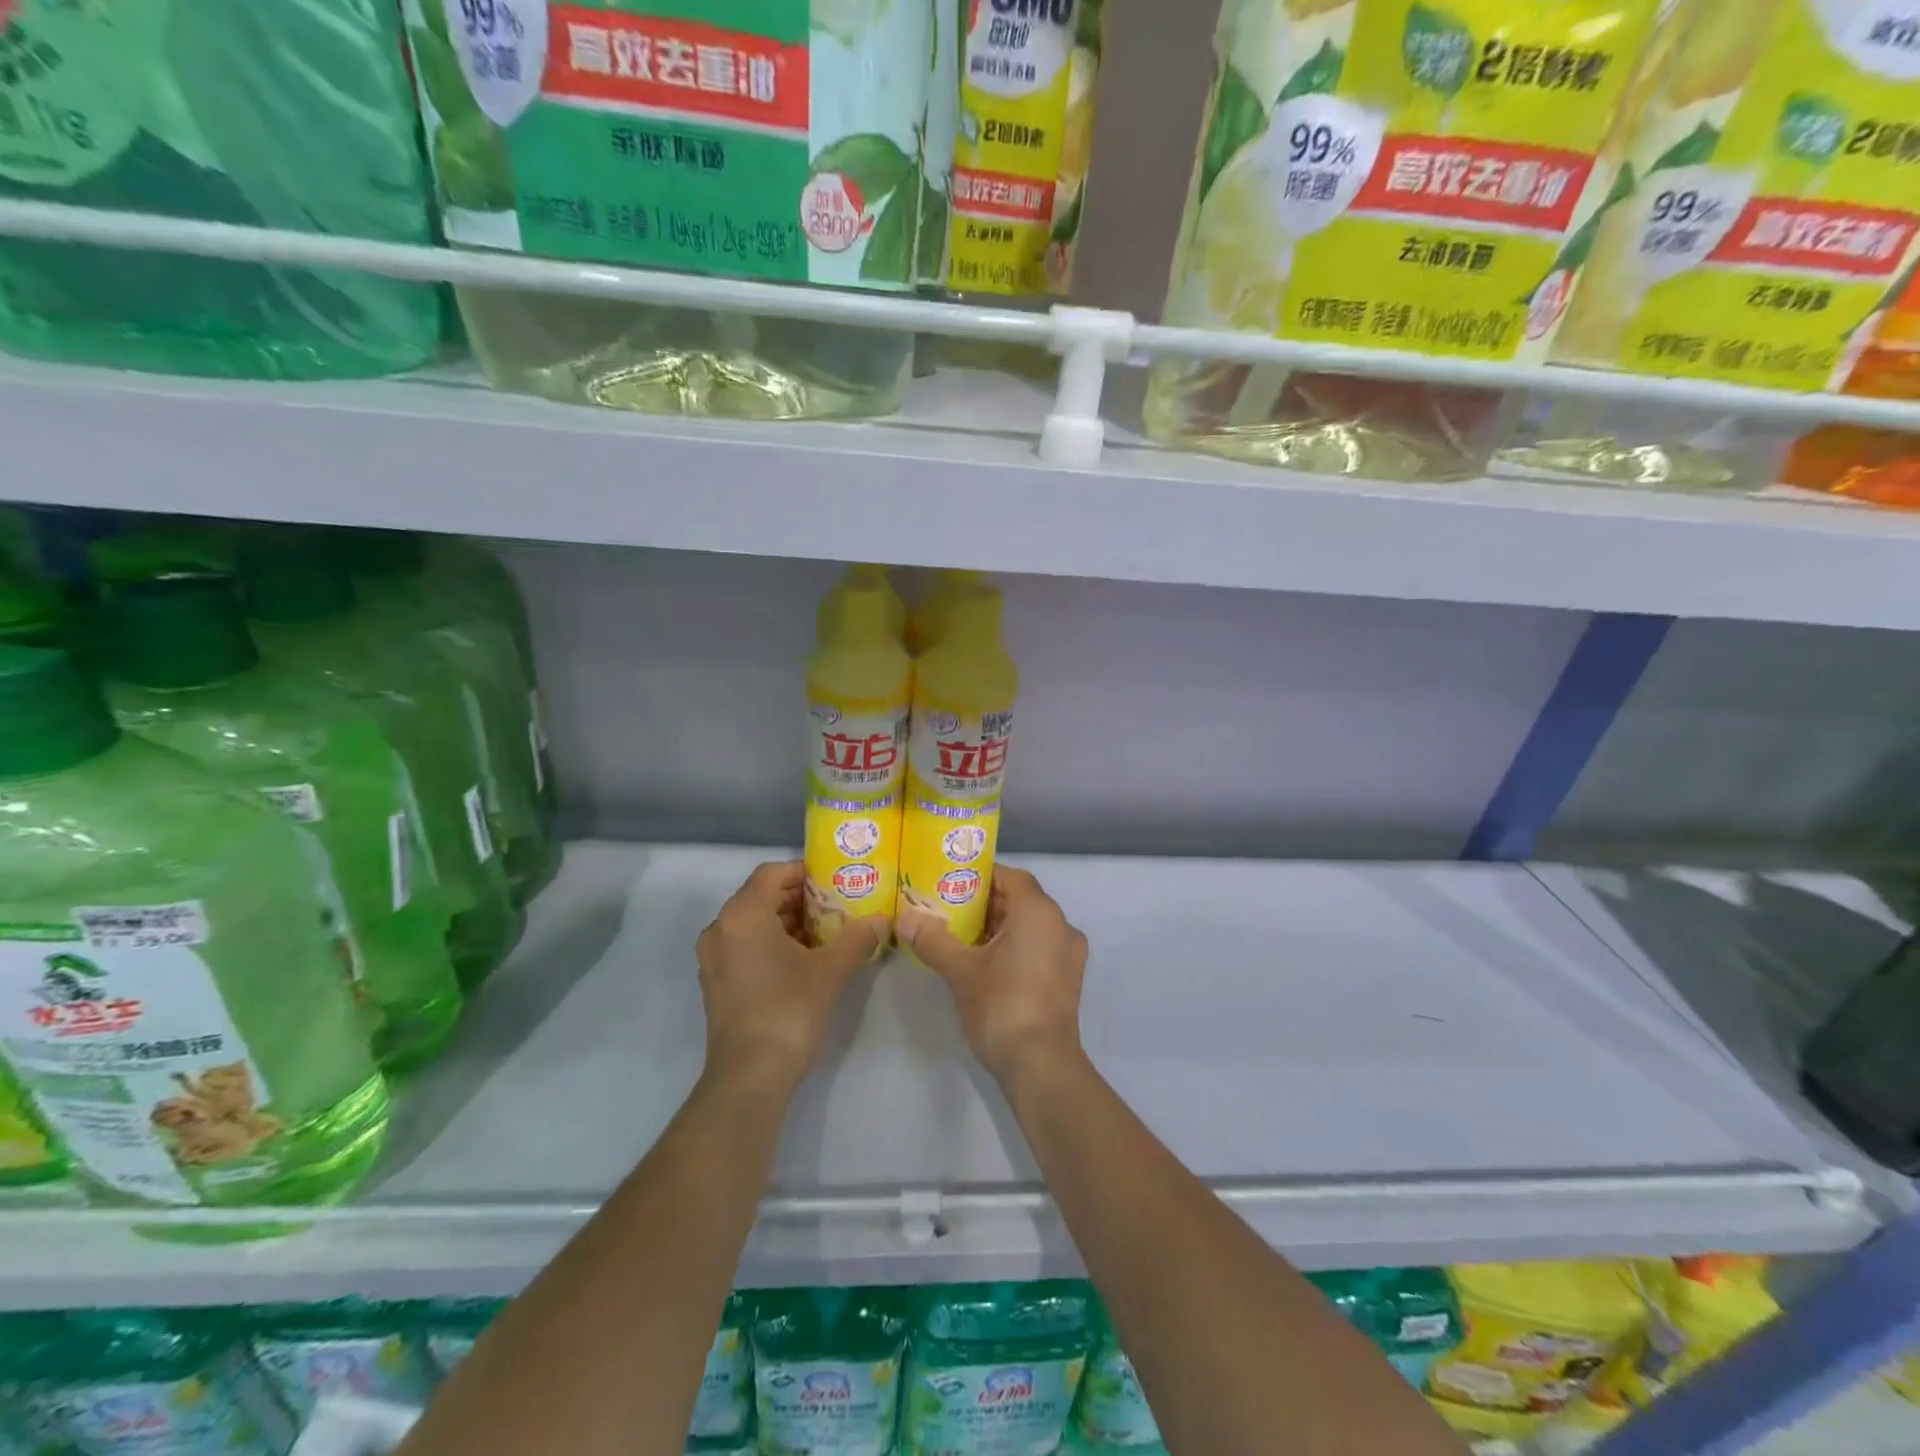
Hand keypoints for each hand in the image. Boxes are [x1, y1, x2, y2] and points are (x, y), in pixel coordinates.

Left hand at [696, 862, 882, 1098]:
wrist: (749, 1075)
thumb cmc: (788, 1010)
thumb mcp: (830, 971)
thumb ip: (857, 938)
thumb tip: (883, 920)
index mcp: (743, 915)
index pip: (771, 873)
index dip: (803, 872)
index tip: (833, 881)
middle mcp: (721, 929)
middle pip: (760, 896)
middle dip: (798, 898)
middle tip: (835, 906)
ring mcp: (713, 958)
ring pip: (752, 923)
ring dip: (786, 922)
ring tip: (824, 932)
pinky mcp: (715, 983)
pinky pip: (744, 946)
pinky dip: (770, 943)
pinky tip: (802, 960)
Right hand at [897, 866, 1088, 1085]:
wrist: (1041, 1066)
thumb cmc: (1002, 1006)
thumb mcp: (960, 971)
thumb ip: (933, 940)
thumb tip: (904, 919)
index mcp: (1039, 912)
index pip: (1010, 877)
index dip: (981, 876)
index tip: (951, 882)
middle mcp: (1061, 925)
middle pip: (1020, 900)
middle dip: (985, 903)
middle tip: (948, 909)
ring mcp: (1069, 955)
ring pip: (1030, 926)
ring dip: (998, 927)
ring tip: (960, 936)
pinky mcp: (1068, 980)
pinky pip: (1039, 948)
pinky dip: (1014, 947)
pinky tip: (984, 964)